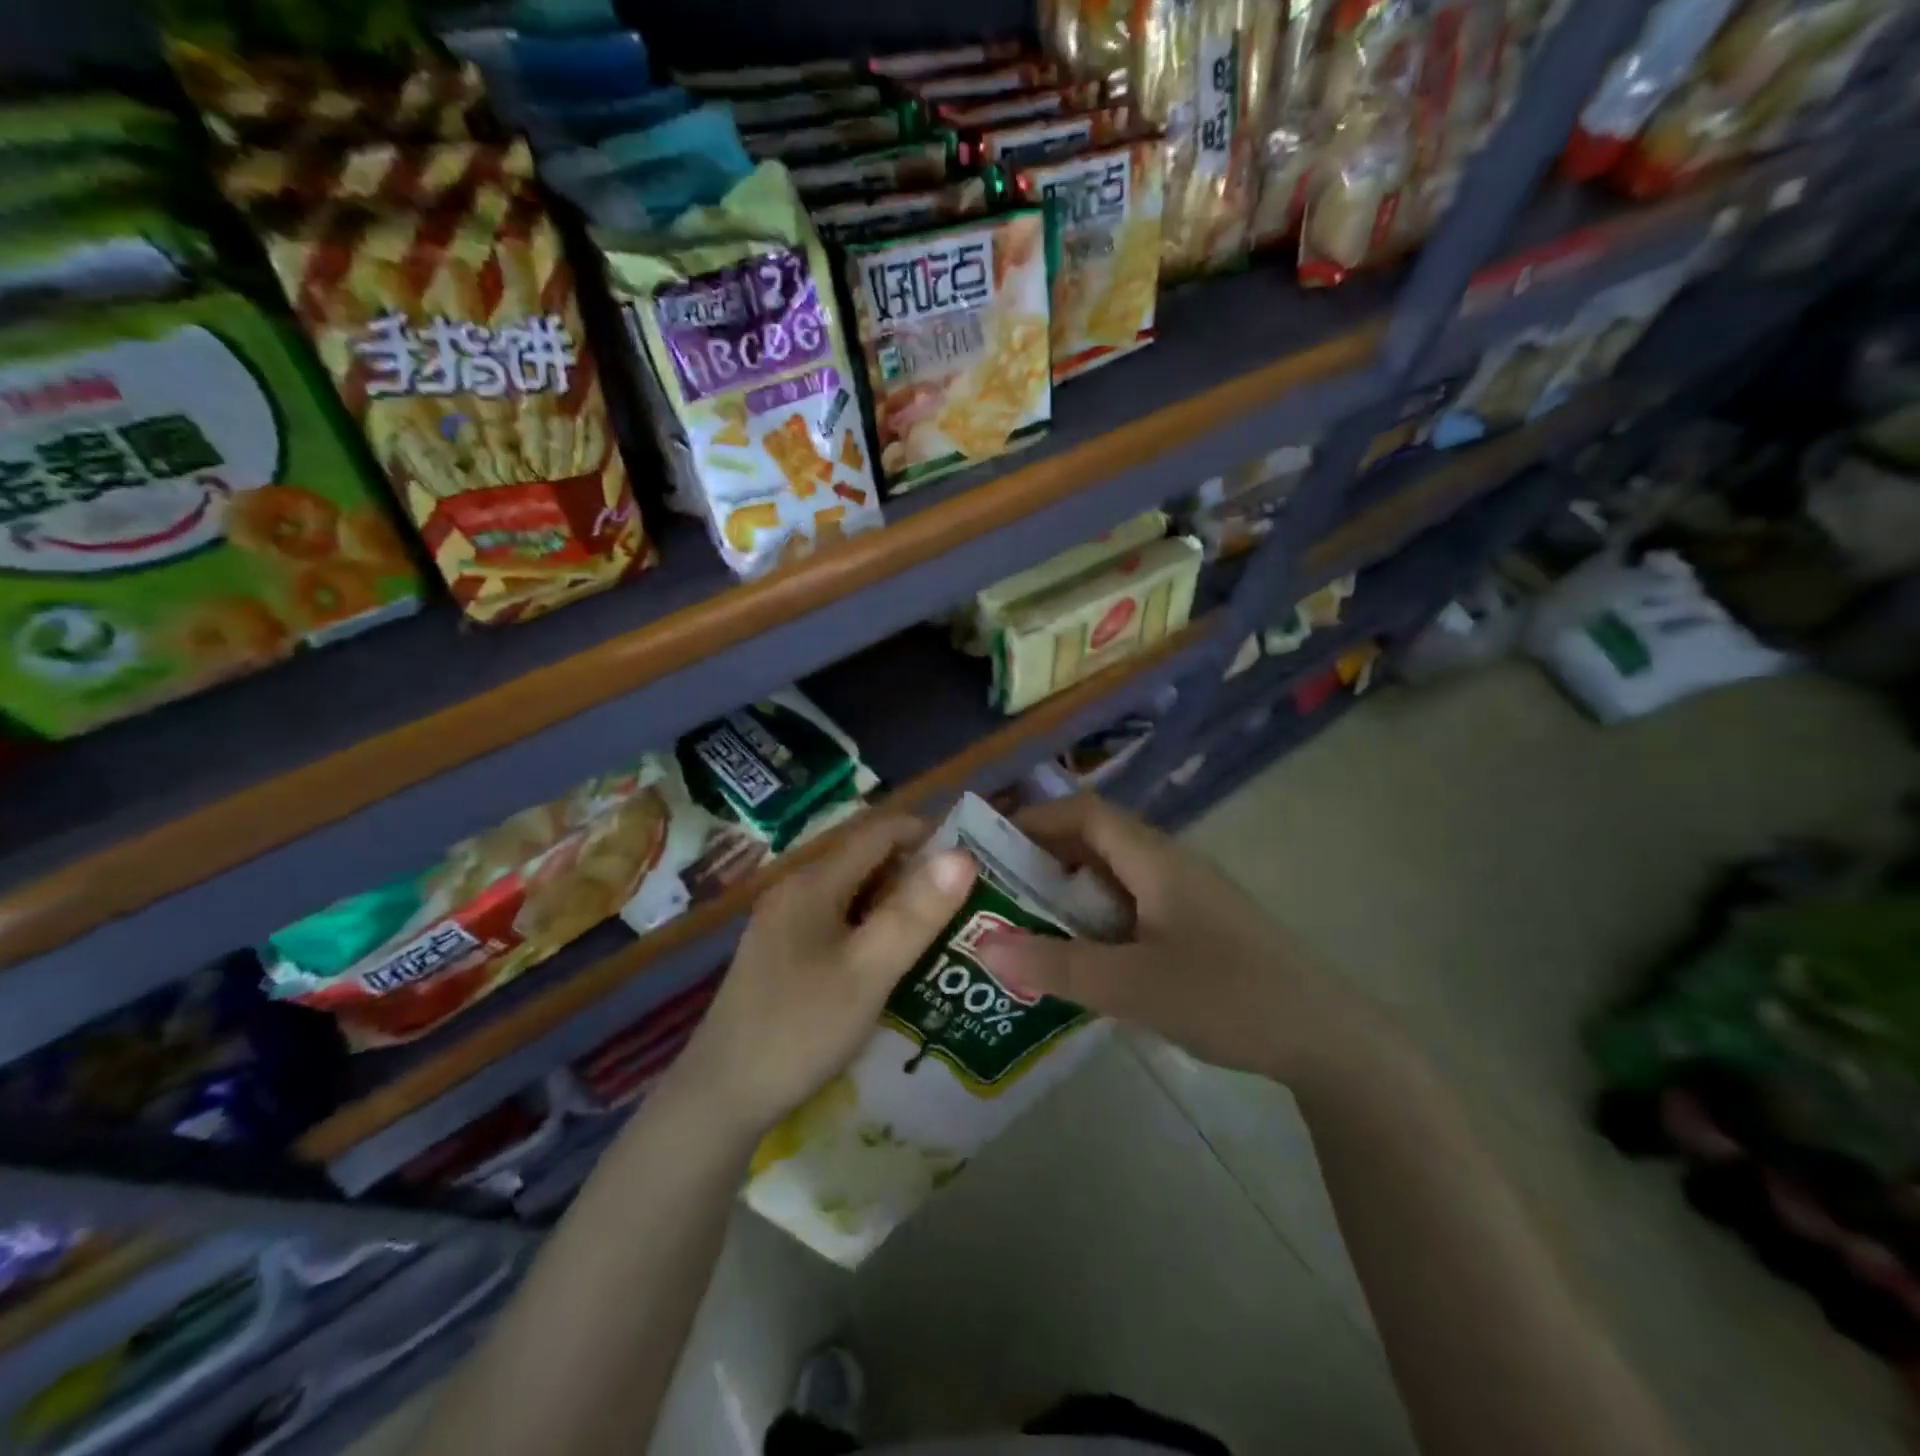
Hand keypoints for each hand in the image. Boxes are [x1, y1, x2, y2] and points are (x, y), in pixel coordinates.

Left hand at [670, 815, 975, 1135]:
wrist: (720, 1097)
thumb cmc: (800, 1028)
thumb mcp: (868, 971)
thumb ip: (915, 913)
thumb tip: (962, 856)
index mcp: (814, 883)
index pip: (879, 832)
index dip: (927, 834)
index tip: (971, 859)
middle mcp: (796, 891)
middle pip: (866, 861)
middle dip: (916, 874)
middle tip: (965, 903)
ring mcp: (785, 924)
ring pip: (854, 895)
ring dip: (896, 905)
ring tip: (940, 932)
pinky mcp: (782, 954)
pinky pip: (838, 924)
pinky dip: (872, 930)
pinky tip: (893, 963)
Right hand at [975, 795, 1375, 1084]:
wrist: (1324, 1038)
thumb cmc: (1226, 997)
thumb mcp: (1131, 986)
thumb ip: (1056, 965)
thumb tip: (982, 943)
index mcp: (1155, 861)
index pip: (1087, 813)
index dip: (1036, 818)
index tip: (989, 843)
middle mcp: (1170, 866)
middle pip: (1097, 841)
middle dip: (1044, 857)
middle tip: (995, 889)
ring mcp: (1186, 897)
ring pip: (1115, 877)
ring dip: (1070, 892)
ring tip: (1024, 922)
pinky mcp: (1197, 928)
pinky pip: (1133, 907)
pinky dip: (1097, 920)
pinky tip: (1080, 957)